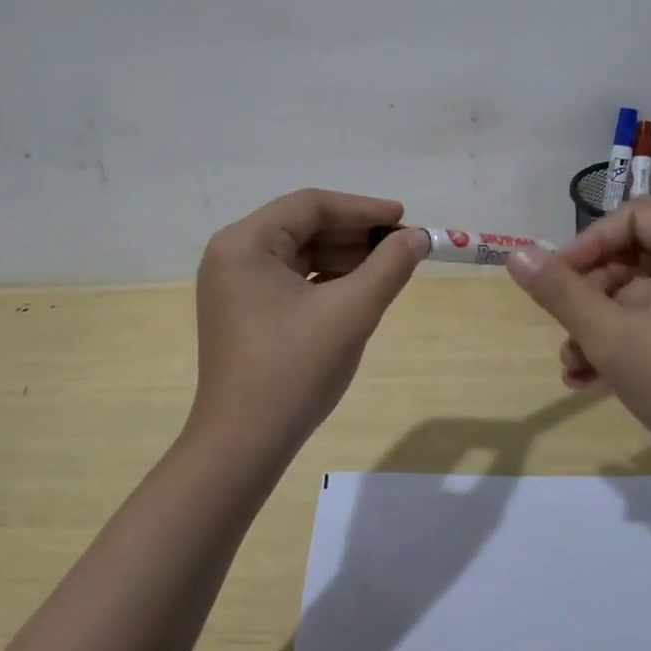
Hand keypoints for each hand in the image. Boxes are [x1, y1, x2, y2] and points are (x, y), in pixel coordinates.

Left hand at [188, 189, 427, 458]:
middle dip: (356, 234)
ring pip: (299, 254)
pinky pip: (291, 280)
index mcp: (244, 243)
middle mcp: (233, 255)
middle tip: (403, 246)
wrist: (243, 444)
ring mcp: (235, 286)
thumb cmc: (294, 369)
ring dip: (344, 257)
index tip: (404, 219)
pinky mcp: (244, 313)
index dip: (363, 209)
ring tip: (389, 268)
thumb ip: (389, 267)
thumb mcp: (351, 312)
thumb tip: (418, 237)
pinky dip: (326, 280)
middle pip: (303, 226)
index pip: (310, 205)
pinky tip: (359, 290)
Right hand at [504, 199, 650, 477]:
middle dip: (588, 296)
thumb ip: (561, 292)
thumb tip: (515, 254)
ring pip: (638, 296)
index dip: (587, 244)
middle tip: (562, 330)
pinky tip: (589, 379)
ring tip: (571, 367)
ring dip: (598, 326)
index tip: (555, 280)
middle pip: (633, 257)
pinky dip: (624, 342)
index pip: (632, 218)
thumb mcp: (612, 337)